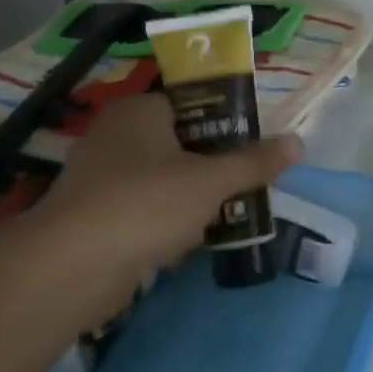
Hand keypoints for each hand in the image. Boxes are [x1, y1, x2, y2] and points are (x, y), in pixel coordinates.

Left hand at [25, 94, 301, 312]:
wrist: (74, 267)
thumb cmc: (146, 205)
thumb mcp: (211, 181)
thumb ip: (255, 163)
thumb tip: (298, 142)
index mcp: (140, 111)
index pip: (192, 104)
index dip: (227, 124)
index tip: (255, 150)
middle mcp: (117, 135)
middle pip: (182, 145)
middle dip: (215, 169)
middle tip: (248, 187)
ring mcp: (103, 177)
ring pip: (165, 181)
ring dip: (195, 200)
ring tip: (228, 218)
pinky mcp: (97, 216)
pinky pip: (146, 210)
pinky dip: (169, 224)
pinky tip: (191, 243)